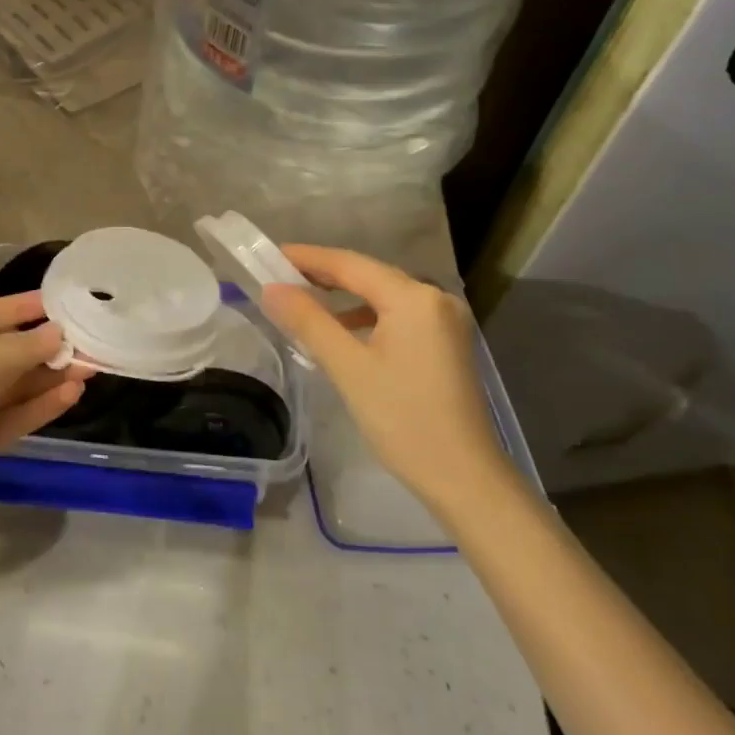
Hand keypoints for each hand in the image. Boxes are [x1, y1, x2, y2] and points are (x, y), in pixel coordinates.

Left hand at [0, 293, 86, 533]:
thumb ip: (16, 350)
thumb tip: (57, 333)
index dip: (22, 308)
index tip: (63, 303)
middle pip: (4, 352)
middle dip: (44, 347)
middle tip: (88, 341)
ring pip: (13, 386)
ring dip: (48, 377)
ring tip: (89, 368)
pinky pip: (13, 417)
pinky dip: (40, 406)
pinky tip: (72, 395)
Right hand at [260, 246, 505, 506]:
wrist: (464, 478)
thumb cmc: (403, 419)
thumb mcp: (348, 368)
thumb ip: (309, 322)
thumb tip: (271, 290)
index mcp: (414, 298)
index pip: (351, 264)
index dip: (308, 258)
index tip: (270, 256)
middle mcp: (435, 298)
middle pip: (369, 276)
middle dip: (324, 276)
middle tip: (279, 278)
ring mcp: (444, 322)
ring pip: (383, 297)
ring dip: (343, 299)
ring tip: (303, 304)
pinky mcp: (445, 344)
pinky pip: (397, 317)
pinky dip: (365, 318)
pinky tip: (341, 333)